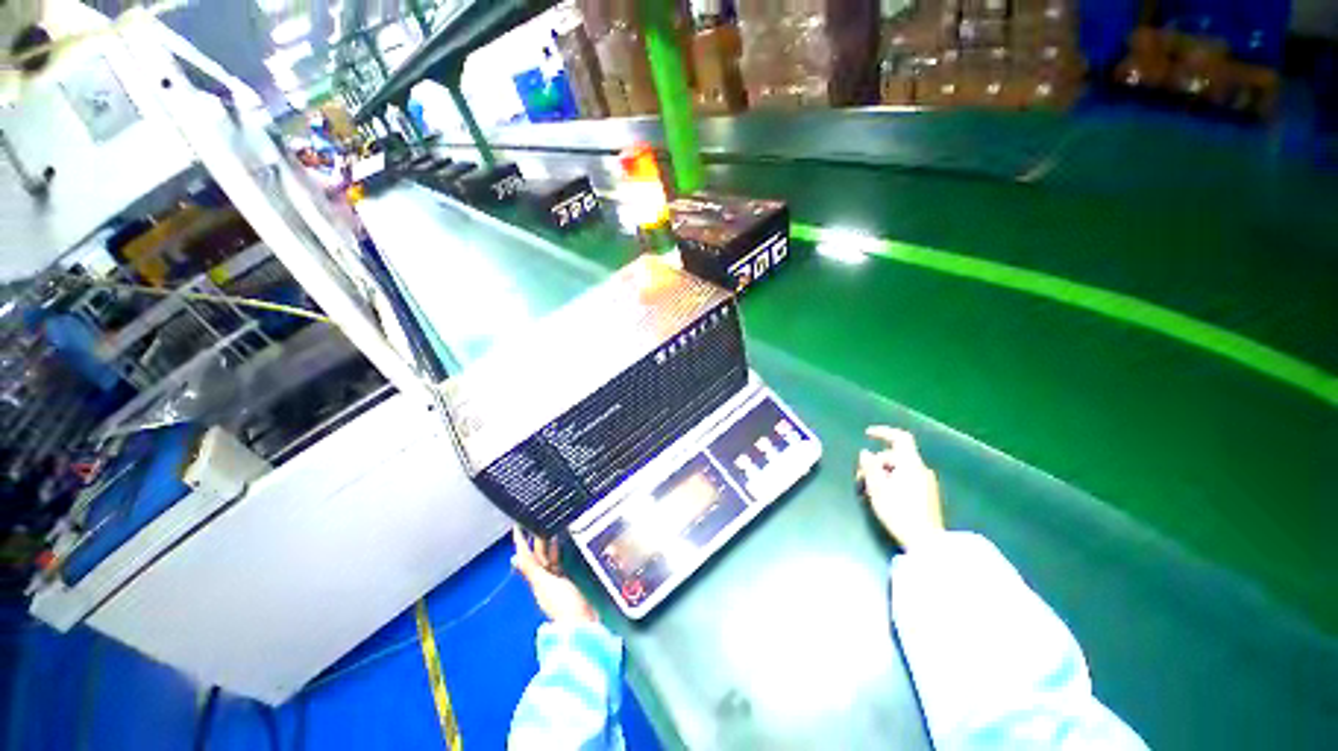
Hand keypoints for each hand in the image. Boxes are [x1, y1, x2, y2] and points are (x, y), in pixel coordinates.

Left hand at [512, 527, 597, 624]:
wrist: (582, 621)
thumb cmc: (563, 603)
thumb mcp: (545, 583)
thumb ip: (531, 569)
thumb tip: (513, 558)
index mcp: (536, 580)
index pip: (526, 557)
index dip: (521, 542)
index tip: (517, 526)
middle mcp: (544, 580)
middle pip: (538, 556)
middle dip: (536, 539)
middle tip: (537, 521)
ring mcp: (556, 581)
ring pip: (549, 558)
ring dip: (549, 544)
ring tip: (551, 527)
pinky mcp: (568, 582)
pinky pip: (560, 563)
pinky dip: (559, 553)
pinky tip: (563, 546)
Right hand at [856, 426, 944, 550]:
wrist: (926, 541)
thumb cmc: (899, 512)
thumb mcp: (877, 488)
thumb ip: (870, 467)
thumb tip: (865, 453)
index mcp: (910, 464)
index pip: (900, 438)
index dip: (883, 432)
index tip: (867, 434)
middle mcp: (920, 469)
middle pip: (895, 456)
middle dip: (875, 462)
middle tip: (860, 478)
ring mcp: (926, 482)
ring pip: (899, 468)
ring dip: (881, 473)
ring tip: (868, 490)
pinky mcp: (926, 494)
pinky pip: (905, 478)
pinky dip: (891, 480)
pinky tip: (882, 496)